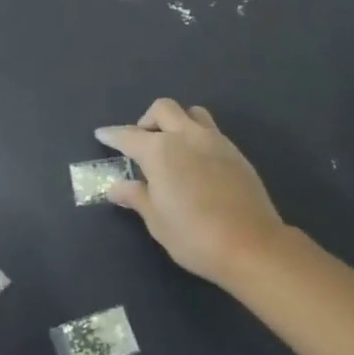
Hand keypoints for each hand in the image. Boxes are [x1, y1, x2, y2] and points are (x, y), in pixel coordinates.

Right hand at [95, 99, 287, 285]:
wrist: (251, 245)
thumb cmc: (194, 235)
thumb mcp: (156, 220)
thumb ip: (136, 197)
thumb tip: (116, 187)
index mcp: (160, 151)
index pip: (128, 136)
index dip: (112, 135)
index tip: (102, 134)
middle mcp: (186, 136)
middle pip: (163, 109)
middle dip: (147, 119)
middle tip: (142, 142)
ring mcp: (214, 141)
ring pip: (192, 113)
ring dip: (177, 121)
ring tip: (172, 145)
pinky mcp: (236, 153)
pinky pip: (211, 131)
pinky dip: (197, 137)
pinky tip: (196, 162)